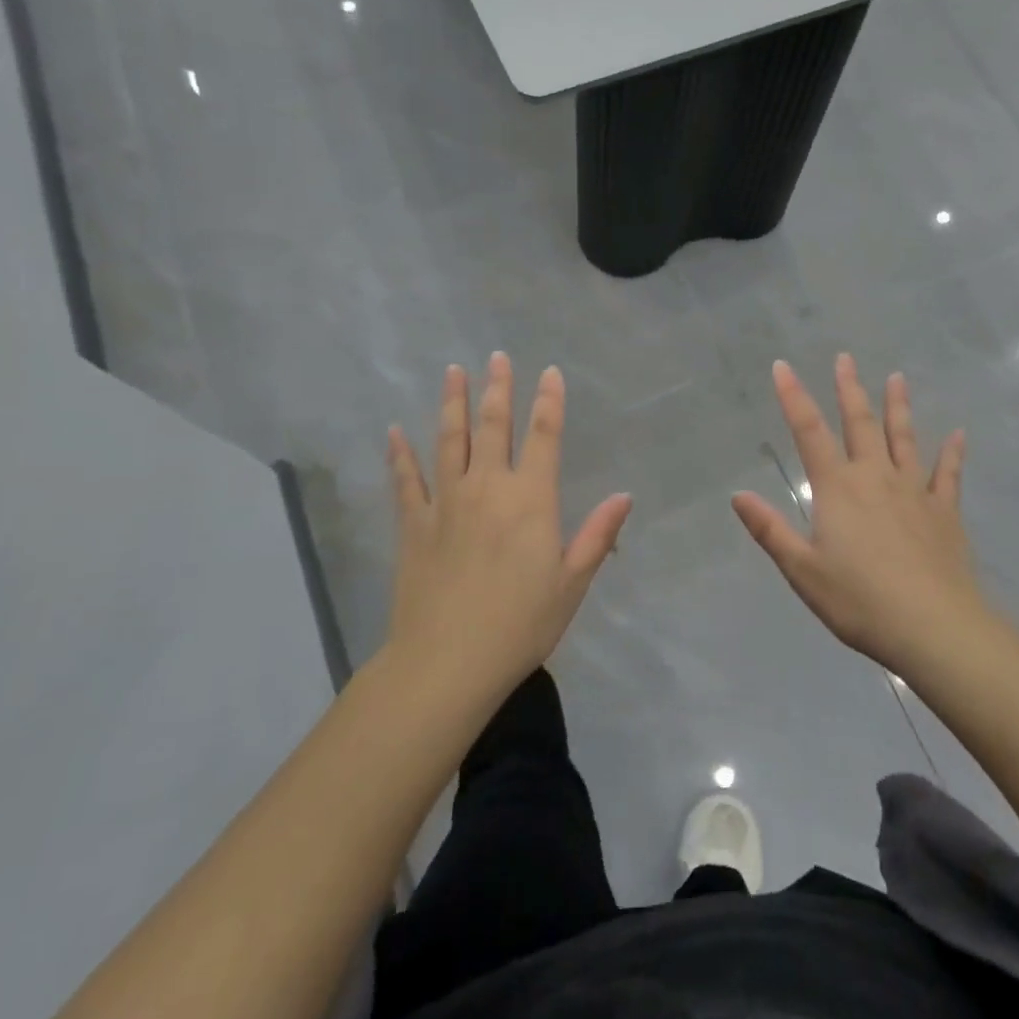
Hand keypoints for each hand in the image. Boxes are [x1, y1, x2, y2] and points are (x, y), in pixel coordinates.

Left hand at [387, 354, 631, 697]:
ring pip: (449, 440)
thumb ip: (598, 535)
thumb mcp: (571, 583)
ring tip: (453, 371)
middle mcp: (488, 488)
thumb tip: (624, 496)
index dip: (549, 401)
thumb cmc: (520, 625)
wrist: (447, 662)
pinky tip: (394, 431)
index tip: (549, 372)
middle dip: (498, 388)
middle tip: (497, 356)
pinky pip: (406, 480)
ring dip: (452, 403)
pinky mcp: (414, 524)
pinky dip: (400, 454)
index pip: (544, 437)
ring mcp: (446, 502)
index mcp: (530, 500)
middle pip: (494, 426)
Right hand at [732, 356, 983, 677]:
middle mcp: (875, 478)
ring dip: (898, 407)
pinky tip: (958, 434)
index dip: (794, 396)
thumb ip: (770, 530)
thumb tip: (738, 494)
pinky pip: (948, 474)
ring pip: (904, 438)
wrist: (934, 627)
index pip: (809, 431)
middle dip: (849, 389)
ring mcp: (915, 491)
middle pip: (860, 423)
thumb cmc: (859, 600)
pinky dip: (952, 453)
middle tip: (846, 358)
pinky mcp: (945, 512)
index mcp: (837, 489)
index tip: (783, 366)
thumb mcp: (802, 570)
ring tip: (897, 378)